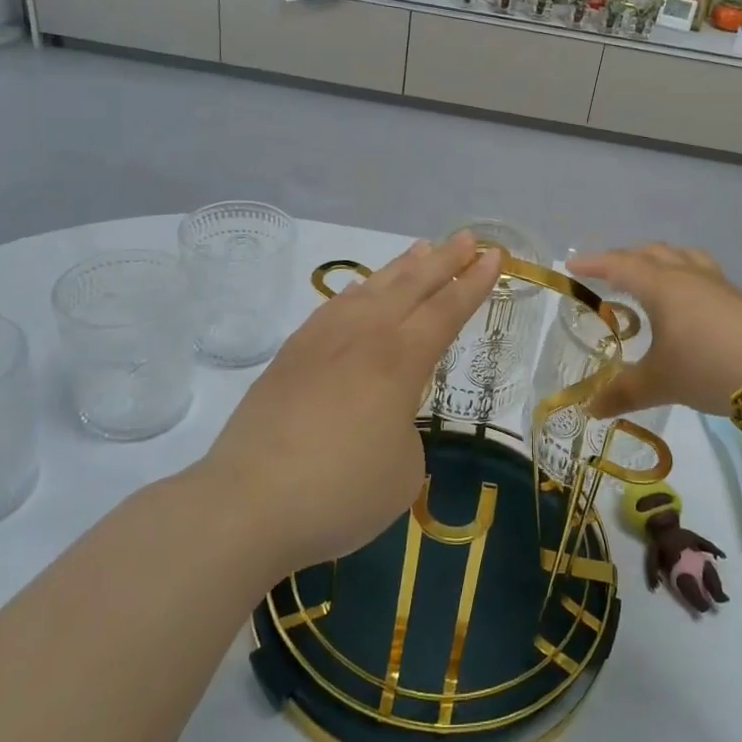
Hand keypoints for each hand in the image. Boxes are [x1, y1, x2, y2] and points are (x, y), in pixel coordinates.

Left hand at [199, 232, 501, 577]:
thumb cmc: (339, 493)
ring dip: (401, 267)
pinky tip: (361, 290)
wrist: (248, 504)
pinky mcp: (290, 356)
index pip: (446, 310)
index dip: (473, 283)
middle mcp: (363, 337)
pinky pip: (335, 307)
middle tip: (468, 237)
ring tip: (421, 248)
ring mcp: (321, 341)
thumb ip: (404, 430)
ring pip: (371, 289)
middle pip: (411, 286)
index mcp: (399, 361)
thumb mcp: (403, 471)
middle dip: (444, 260)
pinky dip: (358, 291)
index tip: (493, 255)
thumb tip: (385, 416)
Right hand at [568, 244, 741, 419]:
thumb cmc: (708, 366)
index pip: (619, 264)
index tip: (572, 265)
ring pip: (681, 257)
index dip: (593, 263)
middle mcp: (687, 275)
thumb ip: (623, 392)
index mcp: (661, 285)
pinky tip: (688, 302)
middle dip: (625, 259)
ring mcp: (717, 284)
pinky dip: (683, 276)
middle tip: (608, 275)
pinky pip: (701, 272)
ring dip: (659, 261)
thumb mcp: (660, 382)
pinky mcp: (739, 298)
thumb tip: (589, 408)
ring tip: (649, 278)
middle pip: (651, 253)